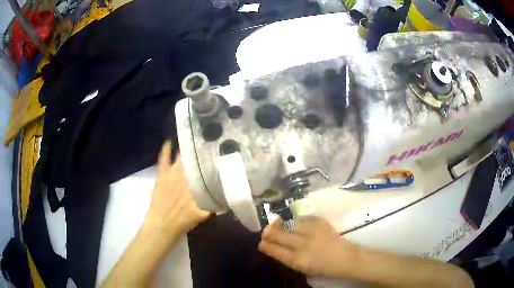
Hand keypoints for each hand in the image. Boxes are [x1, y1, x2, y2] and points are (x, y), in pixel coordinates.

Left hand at [145, 140, 210, 235]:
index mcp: (196, 184)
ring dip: (186, 150)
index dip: (211, 160)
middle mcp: (186, 175)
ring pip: (181, 158)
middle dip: (200, 153)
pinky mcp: (162, 175)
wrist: (162, 226)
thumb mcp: (202, 214)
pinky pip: (164, 160)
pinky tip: (168, 141)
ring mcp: (172, 174)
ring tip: (194, 139)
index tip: (218, 153)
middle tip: (208, 145)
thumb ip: (214, 206)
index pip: (205, 168)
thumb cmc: (182, 221)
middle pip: (194, 161)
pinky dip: (166, 150)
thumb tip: (228, 201)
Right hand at [258, 217, 356, 276]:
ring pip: (288, 224)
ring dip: (280, 224)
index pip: (275, 250)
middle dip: (269, 232)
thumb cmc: (321, 266)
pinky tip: (293, 223)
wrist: (343, 257)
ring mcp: (311, 232)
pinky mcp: (319, 222)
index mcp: (297, 260)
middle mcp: (303, 245)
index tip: (261, 242)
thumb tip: (272, 246)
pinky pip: (301, 219)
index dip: (266, 245)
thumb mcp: (301, 266)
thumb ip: (286, 256)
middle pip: (279, 235)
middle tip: (266, 231)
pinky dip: (295, 221)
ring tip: (276, 224)